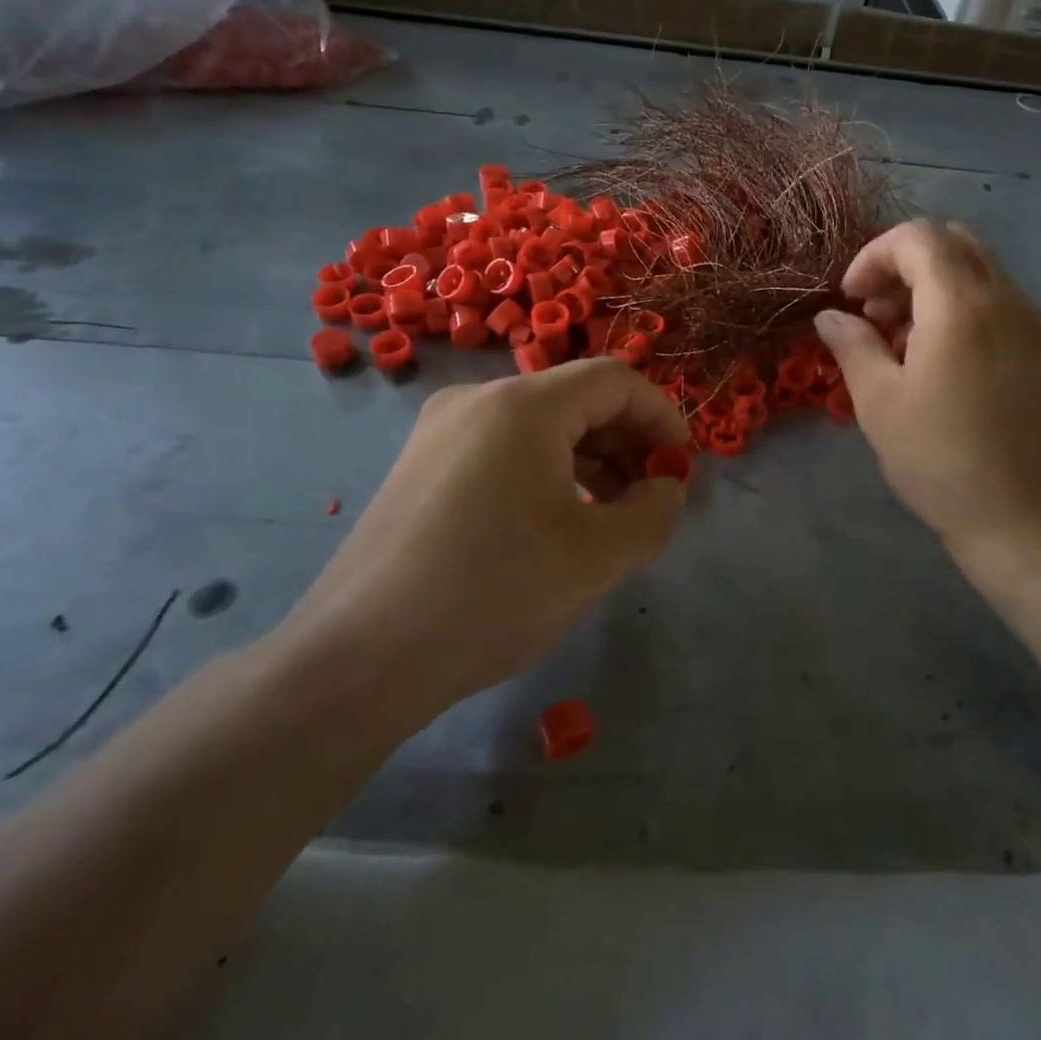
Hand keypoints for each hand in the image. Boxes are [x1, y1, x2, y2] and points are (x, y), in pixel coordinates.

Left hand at [275, 359, 689, 733]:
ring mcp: (441, 431)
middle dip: (627, 442)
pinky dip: (547, 472)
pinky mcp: (421, 466)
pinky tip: (556, 522)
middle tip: (651, 497)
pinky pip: (503, 449)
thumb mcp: (597, 556)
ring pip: (540, 426)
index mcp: (523, 406)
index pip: (615, 380)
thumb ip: (654, 512)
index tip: (681, 466)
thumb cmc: (492, 593)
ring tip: (610, 516)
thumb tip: (666, 486)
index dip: (661, 416)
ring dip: (590, 459)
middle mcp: (477, 400)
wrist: (359, 659)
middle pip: (577, 398)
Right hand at [816, 221, 1040, 582]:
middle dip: (905, 263)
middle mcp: (1006, 299)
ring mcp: (1035, 323)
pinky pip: (1002, 302)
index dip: (874, 256)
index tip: (852, 299)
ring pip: (981, 271)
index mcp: (961, 306)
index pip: (918, 237)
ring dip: (935, 285)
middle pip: (954, 242)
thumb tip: (831, 316)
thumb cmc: (938, 459)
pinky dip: (965, 307)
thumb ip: (852, 345)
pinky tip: (946, 359)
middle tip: (877, 312)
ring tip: (905, 340)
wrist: (1023, 516)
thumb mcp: (878, 402)